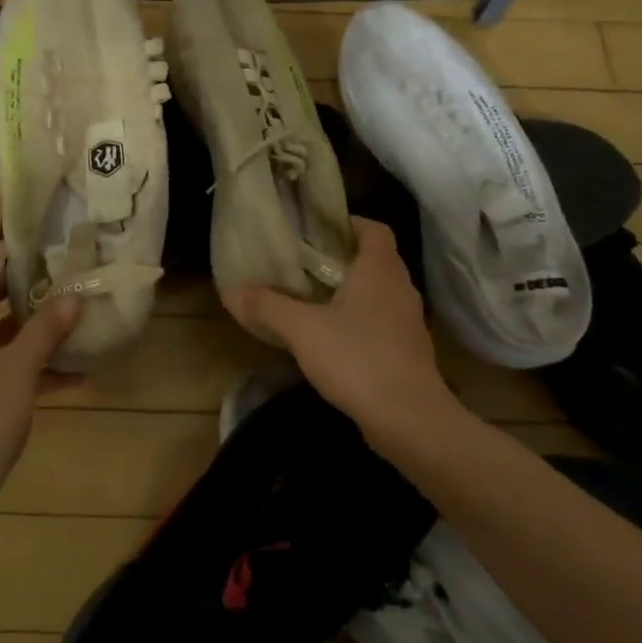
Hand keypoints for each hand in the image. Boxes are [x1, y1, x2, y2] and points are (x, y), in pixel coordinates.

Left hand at [0, 221, 80, 517]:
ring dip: (34, 324)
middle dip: (20, 282)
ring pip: (3, 332)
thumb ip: (46, 331)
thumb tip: (72, 297)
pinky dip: (38, 366)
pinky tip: (78, 374)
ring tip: (73, 310)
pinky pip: (11, 366)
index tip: (10, 222)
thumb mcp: (20, 367)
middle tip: (55, 266)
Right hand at [222, 217, 458, 448]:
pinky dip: (361, 321)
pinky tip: (334, 339)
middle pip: (376, 260)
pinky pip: (383, 322)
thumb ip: (267, 306)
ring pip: (380, 293)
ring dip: (353, 292)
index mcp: (379, 270)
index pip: (374, 229)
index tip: (318, 230)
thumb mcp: (301, 329)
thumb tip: (232, 290)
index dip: (349, 223)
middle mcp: (400, 289)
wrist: (409, 419)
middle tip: (307, 264)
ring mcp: (410, 322)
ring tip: (315, 299)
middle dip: (344, 258)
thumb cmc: (357, 358)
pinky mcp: (409, 352)